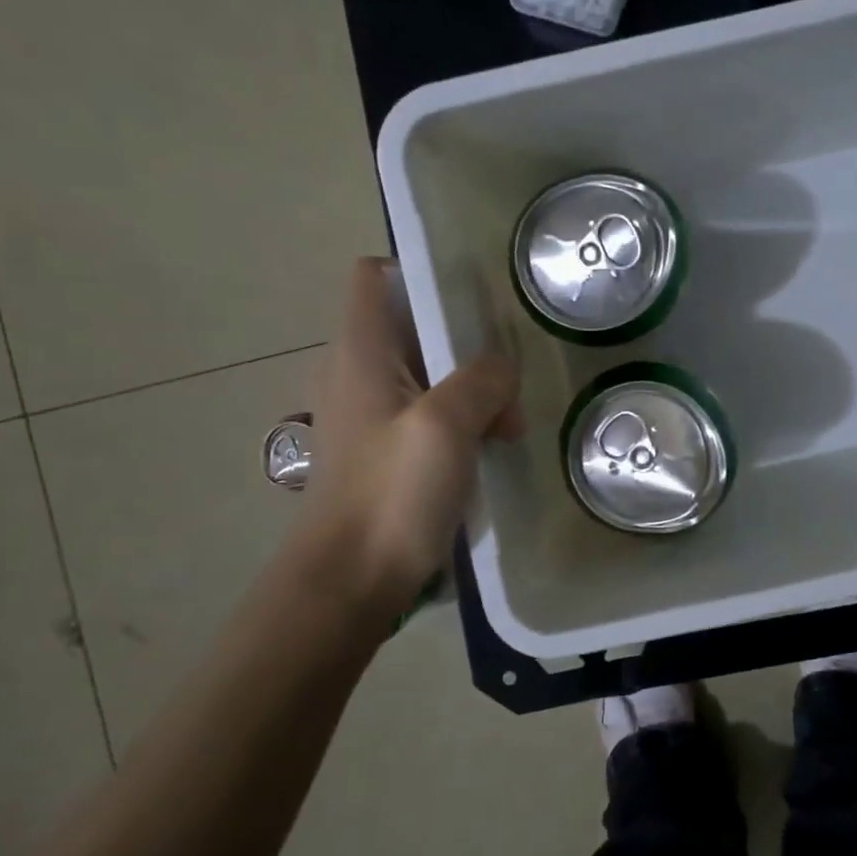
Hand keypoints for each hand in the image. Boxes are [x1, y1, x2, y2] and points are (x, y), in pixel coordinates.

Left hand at [290, 258, 523, 613]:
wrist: (349, 582)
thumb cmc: (391, 494)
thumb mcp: (445, 425)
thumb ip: (480, 380)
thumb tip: (501, 369)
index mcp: (361, 350)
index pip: (375, 276)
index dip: (419, 273)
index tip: (472, 300)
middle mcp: (357, 371)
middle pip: (413, 326)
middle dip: (466, 343)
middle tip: (506, 377)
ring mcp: (369, 414)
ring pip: (429, 374)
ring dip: (471, 390)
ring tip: (507, 424)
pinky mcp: (383, 451)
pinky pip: (428, 414)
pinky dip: (461, 421)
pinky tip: (490, 449)